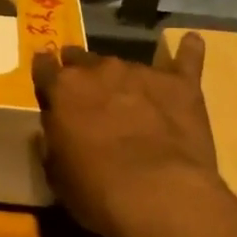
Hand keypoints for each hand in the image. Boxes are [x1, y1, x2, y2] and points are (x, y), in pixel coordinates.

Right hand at [33, 33, 222, 236]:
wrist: (158, 194)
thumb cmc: (96, 190)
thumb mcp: (56, 171)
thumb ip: (54, 138)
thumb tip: (58, 124)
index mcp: (63, 89)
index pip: (44, 67)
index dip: (45, 73)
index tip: (46, 80)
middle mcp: (100, 70)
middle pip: (83, 59)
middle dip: (81, 72)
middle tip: (87, 94)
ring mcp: (142, 73)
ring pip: (125, 65)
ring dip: (123, 79)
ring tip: (130, 100)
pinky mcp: (181, 85)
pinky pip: (186, 59)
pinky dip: (188, 52)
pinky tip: (192, 42)